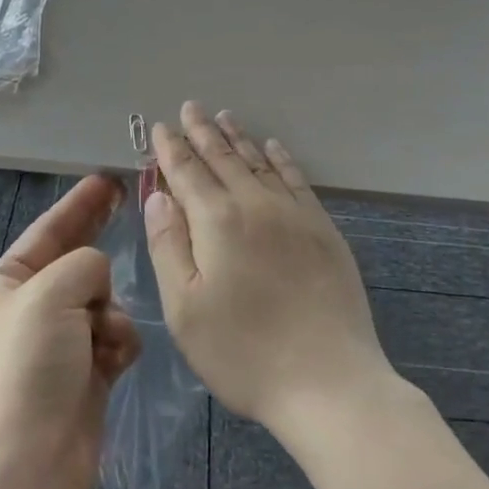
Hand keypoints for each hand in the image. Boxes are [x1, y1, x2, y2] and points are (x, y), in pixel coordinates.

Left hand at [0, 175, 140, 488]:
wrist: (25, 468)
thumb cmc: (29, 368)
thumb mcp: (51, 292)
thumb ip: (85, 263)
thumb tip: (98, 281)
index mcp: (7, 283)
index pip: (49, 228)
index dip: (80, 202)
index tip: (109, 178)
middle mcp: (31, 308)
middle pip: (76, 260)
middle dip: (100, 240)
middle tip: (131, 203)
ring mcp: (58, 343)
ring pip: (103, 300)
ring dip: (112, 312)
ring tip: (106, 337)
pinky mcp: (84, 374)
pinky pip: (114, 337)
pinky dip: (118, 343)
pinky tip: (115, 361)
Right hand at [144, 103, 395, 440]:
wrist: (329, 380)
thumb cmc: (244, 353)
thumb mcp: (185, 309)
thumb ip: (169, 245)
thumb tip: (159, 196)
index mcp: (217, 221)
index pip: (187, 172)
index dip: (171, 149)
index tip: (161, 127)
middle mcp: (255, 204)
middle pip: (223, 158)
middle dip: (203, 132)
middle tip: (191, 108)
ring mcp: (294, 213)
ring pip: (259, 162)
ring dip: (239, 138)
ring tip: (225, 117)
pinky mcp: (322, 228)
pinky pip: (296, 179)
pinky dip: (281, 158)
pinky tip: (273, 146)